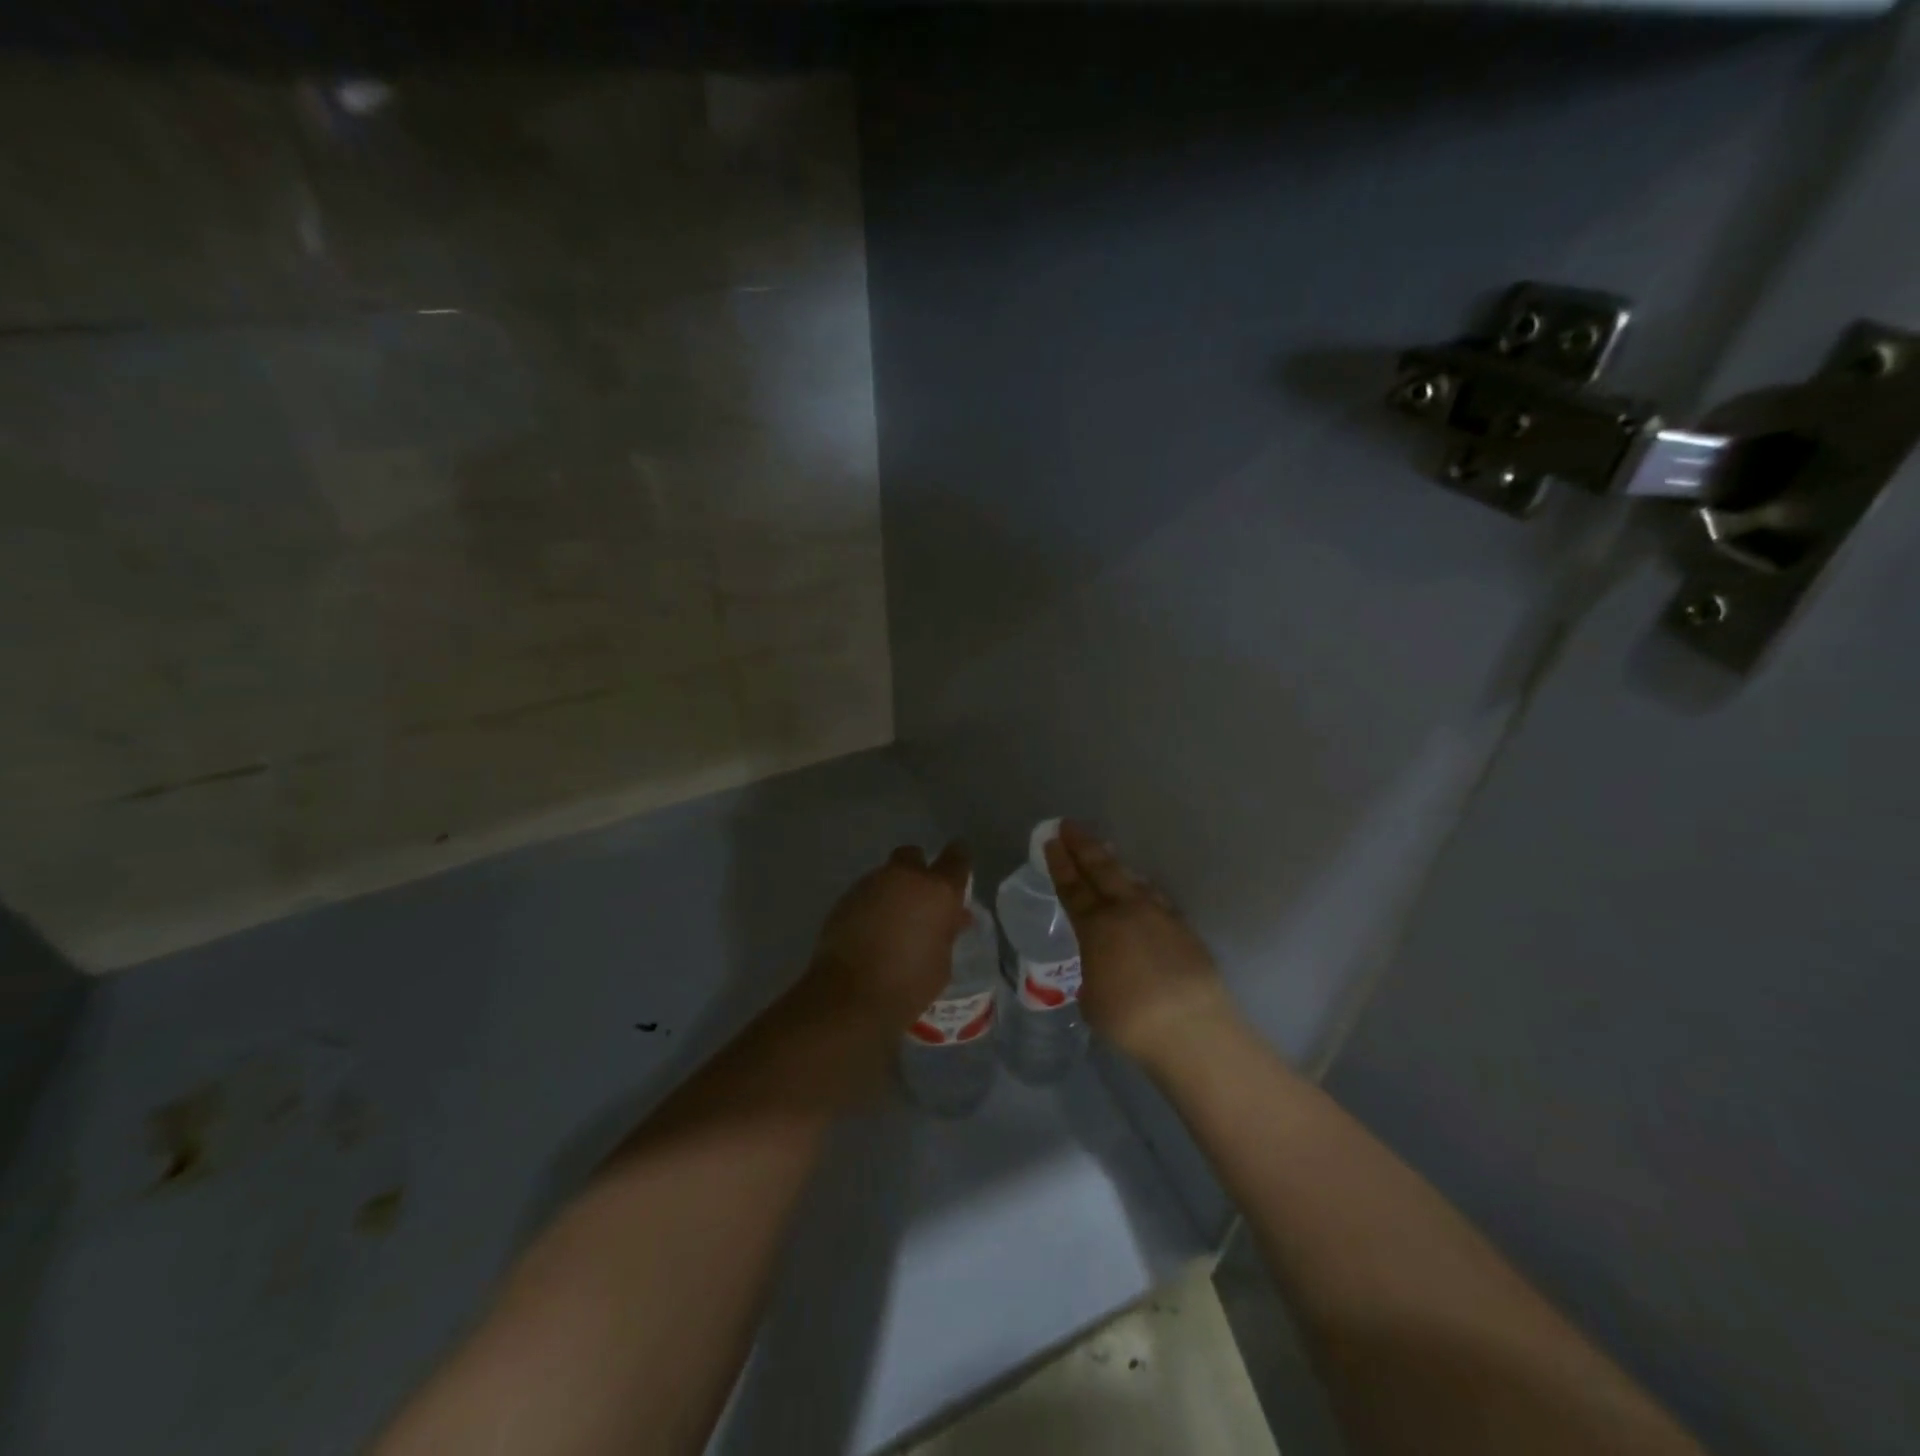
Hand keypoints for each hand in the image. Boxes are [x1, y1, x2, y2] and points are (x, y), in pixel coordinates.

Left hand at [809, 843, 971, 1029]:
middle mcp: (905, 877)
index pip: (957, 858)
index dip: (958, 863)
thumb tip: (953, 917)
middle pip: (914, 856)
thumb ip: (947, 932)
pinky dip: (872, 905)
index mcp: (938, 890)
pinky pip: (866, 893)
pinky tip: (870, 931)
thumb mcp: (941, 962)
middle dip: (918, 871)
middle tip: (920, 900)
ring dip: (893, 890)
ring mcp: (871, 884)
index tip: (957, 876)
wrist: (849, 995)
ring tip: (893, 922)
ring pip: (887, 875)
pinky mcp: (845, 898)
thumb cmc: (908, 983)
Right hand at [1046, 823, 1237, 1071]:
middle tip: (1070, 825)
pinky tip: (1142, 891)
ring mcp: (1159, 915)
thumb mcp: (1092, 999)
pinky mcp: (1184, 929)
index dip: (1060, 863)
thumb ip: (1093, 973)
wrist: (1191, 1027)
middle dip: (1084, 846)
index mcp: (1096, 927)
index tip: (1052, 840)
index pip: (1072, 888)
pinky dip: (1142, 889)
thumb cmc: (1130, 1019)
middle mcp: (1127, 911)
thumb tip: (1102, 967)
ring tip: (1105, 850)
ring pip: (1132, 879)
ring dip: (1115, 864)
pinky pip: (1156, 899)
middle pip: (1102, 870)